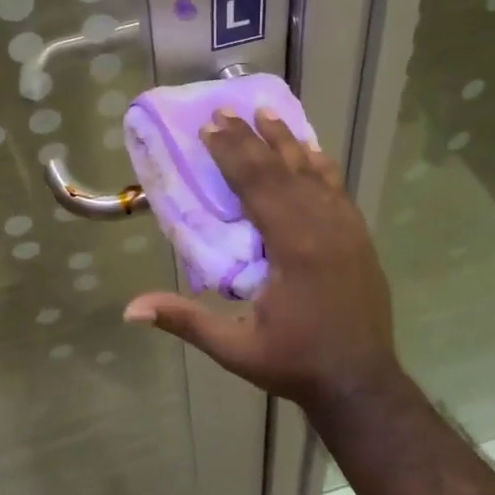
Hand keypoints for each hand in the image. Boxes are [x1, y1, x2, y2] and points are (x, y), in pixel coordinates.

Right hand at [123, 110, 402, 411]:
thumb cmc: (295, 364)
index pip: (257, 184)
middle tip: (227, 110)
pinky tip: (311, 150)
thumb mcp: (236, 350)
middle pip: (282, 169)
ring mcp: (347, 229)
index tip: (210, 126)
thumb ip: (186, 322)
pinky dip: (319, 164)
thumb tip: (131, 309)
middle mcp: (323, 227)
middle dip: (252, 138)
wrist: (363, 384)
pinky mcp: (359, 236)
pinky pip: (336, 187)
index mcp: (294, 247)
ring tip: (267, 112)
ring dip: (287, 141)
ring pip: (313, 172)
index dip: (232, 152)